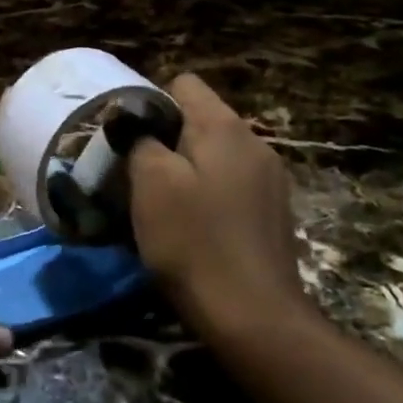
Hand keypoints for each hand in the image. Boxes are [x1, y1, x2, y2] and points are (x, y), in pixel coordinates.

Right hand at [126, 73, 315, 335]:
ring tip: (161, 202)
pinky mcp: (273, 211)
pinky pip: (230, 183)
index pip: (182, 83)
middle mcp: (254, 141)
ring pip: (214, 153)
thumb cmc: (195, 242)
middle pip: (199, 119)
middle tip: (137, 173)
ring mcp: (270, 178)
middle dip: (165, 139)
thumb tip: (133, 119)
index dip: (150, 102)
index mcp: (225, 126)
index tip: (129, 138)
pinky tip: (194, 226)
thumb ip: (140, 138)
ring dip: (185, 169)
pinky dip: (207, 193)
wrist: (255, 318)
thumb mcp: (151, 183)